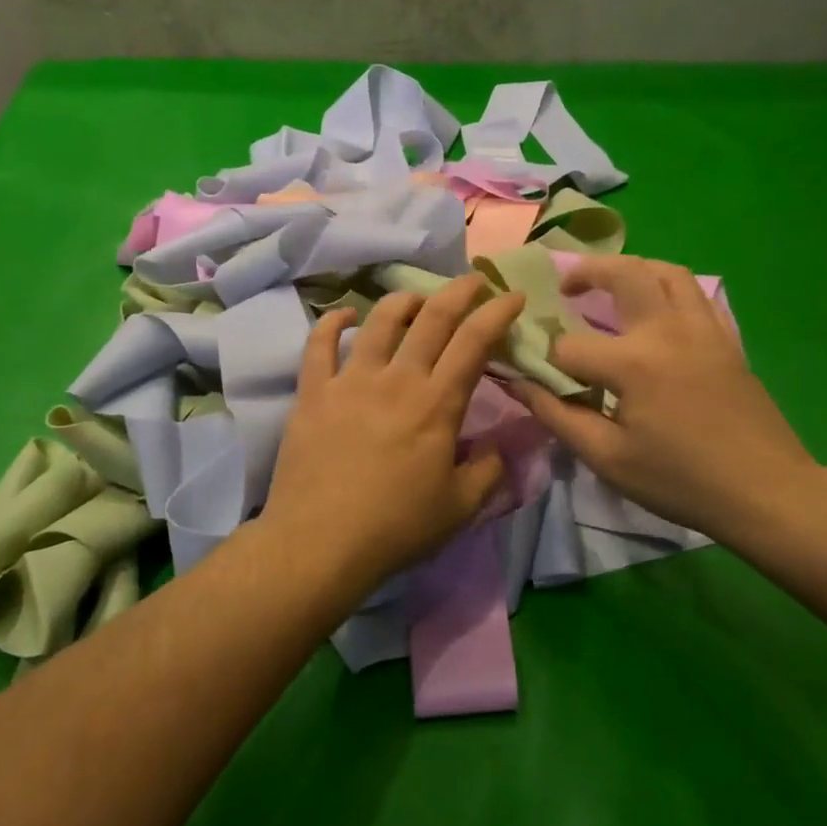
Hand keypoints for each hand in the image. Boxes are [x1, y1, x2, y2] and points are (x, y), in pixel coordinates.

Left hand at [262, 274, 525, 602]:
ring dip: (404, 300)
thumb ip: (488, 471)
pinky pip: (319, 344)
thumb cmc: (396, 528)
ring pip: (380, 320)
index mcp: (437, 404)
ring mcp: (350, 381)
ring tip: (417, 298)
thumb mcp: (460, 508)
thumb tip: (499, 446)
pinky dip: (333, 322)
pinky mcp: (313, 393)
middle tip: (474, 281)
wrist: (320, 544)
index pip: (474, 341)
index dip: (498, 312)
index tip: (513, 295)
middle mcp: (396, 379)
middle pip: (432, 317)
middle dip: (459, 291)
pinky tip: (345, 315)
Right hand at [515, 256, 817, 545]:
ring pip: (668, 271)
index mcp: (633, 362)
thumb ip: (557, 415)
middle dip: (587, 272)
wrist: (765, 491)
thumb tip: (516, 384)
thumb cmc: (680, 480)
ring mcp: (704, 329)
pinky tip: (659, 311)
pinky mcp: (727, 339)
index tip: (532, 374)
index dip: (543, 360)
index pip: (569, 347)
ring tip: (611, 285)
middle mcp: (668, 329)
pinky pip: (697, 294)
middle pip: (624, 273)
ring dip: (633, 269)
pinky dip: (670, 289)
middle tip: (566, 288)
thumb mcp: (608, 458)